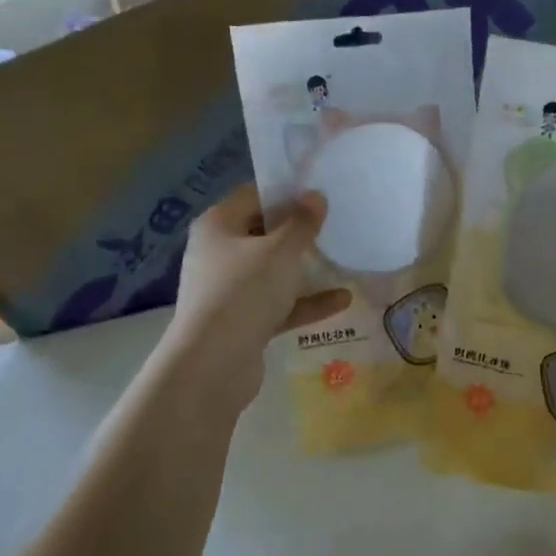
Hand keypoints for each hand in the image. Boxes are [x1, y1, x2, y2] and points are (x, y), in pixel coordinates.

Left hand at [158, 184, 351, 411]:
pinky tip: (342, 300)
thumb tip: (315, 196)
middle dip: (299, 231)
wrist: (212, 364)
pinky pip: (278, 304)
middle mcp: (218, 253)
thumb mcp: (280, 252)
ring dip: (304, 269)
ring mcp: (229, 290)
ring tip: (342, 258)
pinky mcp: (242, 321)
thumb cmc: (244, 292)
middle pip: (263, 233)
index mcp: (218, 225)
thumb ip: (301, 223)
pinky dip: (305, 302)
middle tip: (336, 223)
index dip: (286, 191)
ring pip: (272, 271)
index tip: (320, 192)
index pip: (253, 195)